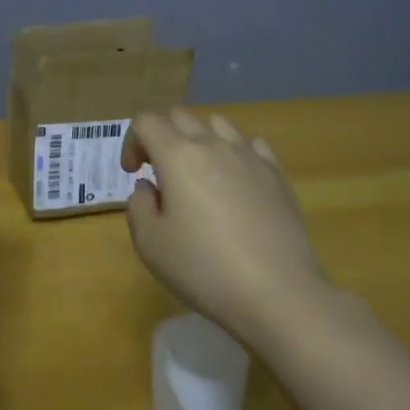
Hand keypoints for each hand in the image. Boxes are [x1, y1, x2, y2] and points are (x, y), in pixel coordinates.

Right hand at [120, 108, 330, 347]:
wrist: (278, 293)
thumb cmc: (204, 268)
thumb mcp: (150, 244)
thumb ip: (138, 206)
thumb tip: (148, 187)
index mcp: (177, 156)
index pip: (146, 122)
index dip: (131, 142)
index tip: (133, 173)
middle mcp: (213, 144)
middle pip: (180, 116)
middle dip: (162, 136)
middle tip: (159, 172)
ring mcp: (249, 156)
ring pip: (217, 124)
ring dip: (199, 138)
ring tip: (198, 172)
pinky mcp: (277, 174)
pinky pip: (250, 144)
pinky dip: (234, 152)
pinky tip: (235, 181)